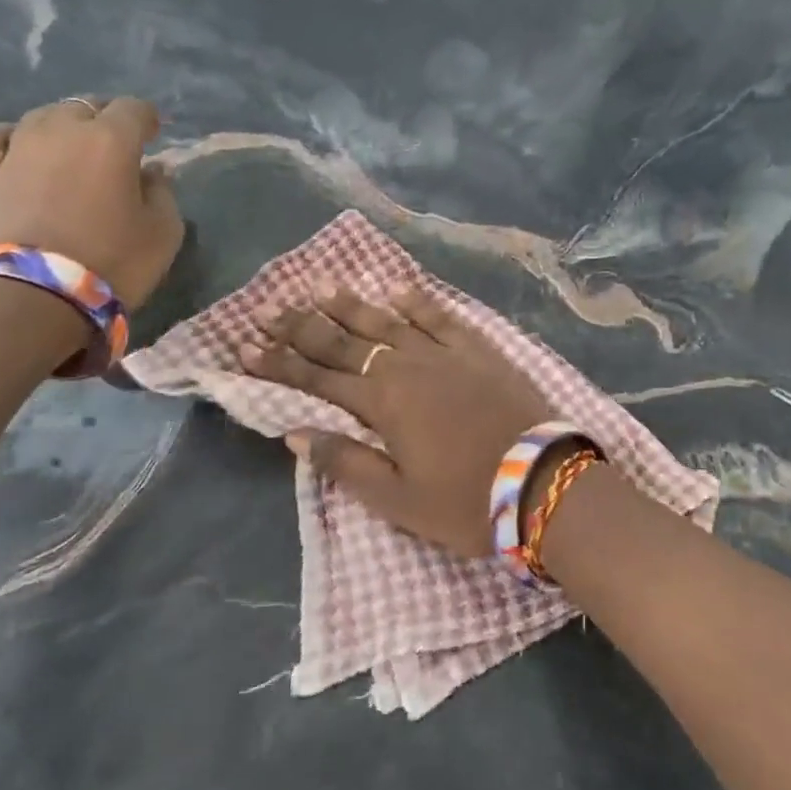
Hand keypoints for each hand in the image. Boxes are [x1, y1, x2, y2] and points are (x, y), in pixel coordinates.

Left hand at [0, 97, 183, 310]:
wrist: (34, 297)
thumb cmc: (113, 262)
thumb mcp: (164, 233)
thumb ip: (163, 193)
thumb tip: (152, 171)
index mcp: (111, 140)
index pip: (133, 108)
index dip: (147, 118)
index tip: (153, 134)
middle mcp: (62, 131)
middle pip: (86, 106)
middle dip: (105, 119)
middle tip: (116, 145)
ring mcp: (17, 149)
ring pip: (43, 116)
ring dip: (63, 127)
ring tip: (72, 148)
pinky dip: (13, 137)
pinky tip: (21, 148)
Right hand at [238, 284, 551, 556]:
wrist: (544, 482)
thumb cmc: (467, 502)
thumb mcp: (398, 500)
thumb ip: (346, 462)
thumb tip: (296, 432)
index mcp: (383, 404)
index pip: (318, 380)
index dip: (280, 364)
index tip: (245, 346)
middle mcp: (407, 367)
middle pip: (345, 343)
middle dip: (303, 327)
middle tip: (269, 307)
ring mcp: (445, 354)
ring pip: (388, 322)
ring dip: (352, 306)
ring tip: (320, 287)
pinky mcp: (479, 350)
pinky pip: (442, 317)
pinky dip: (418, 302)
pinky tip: (398, 290)